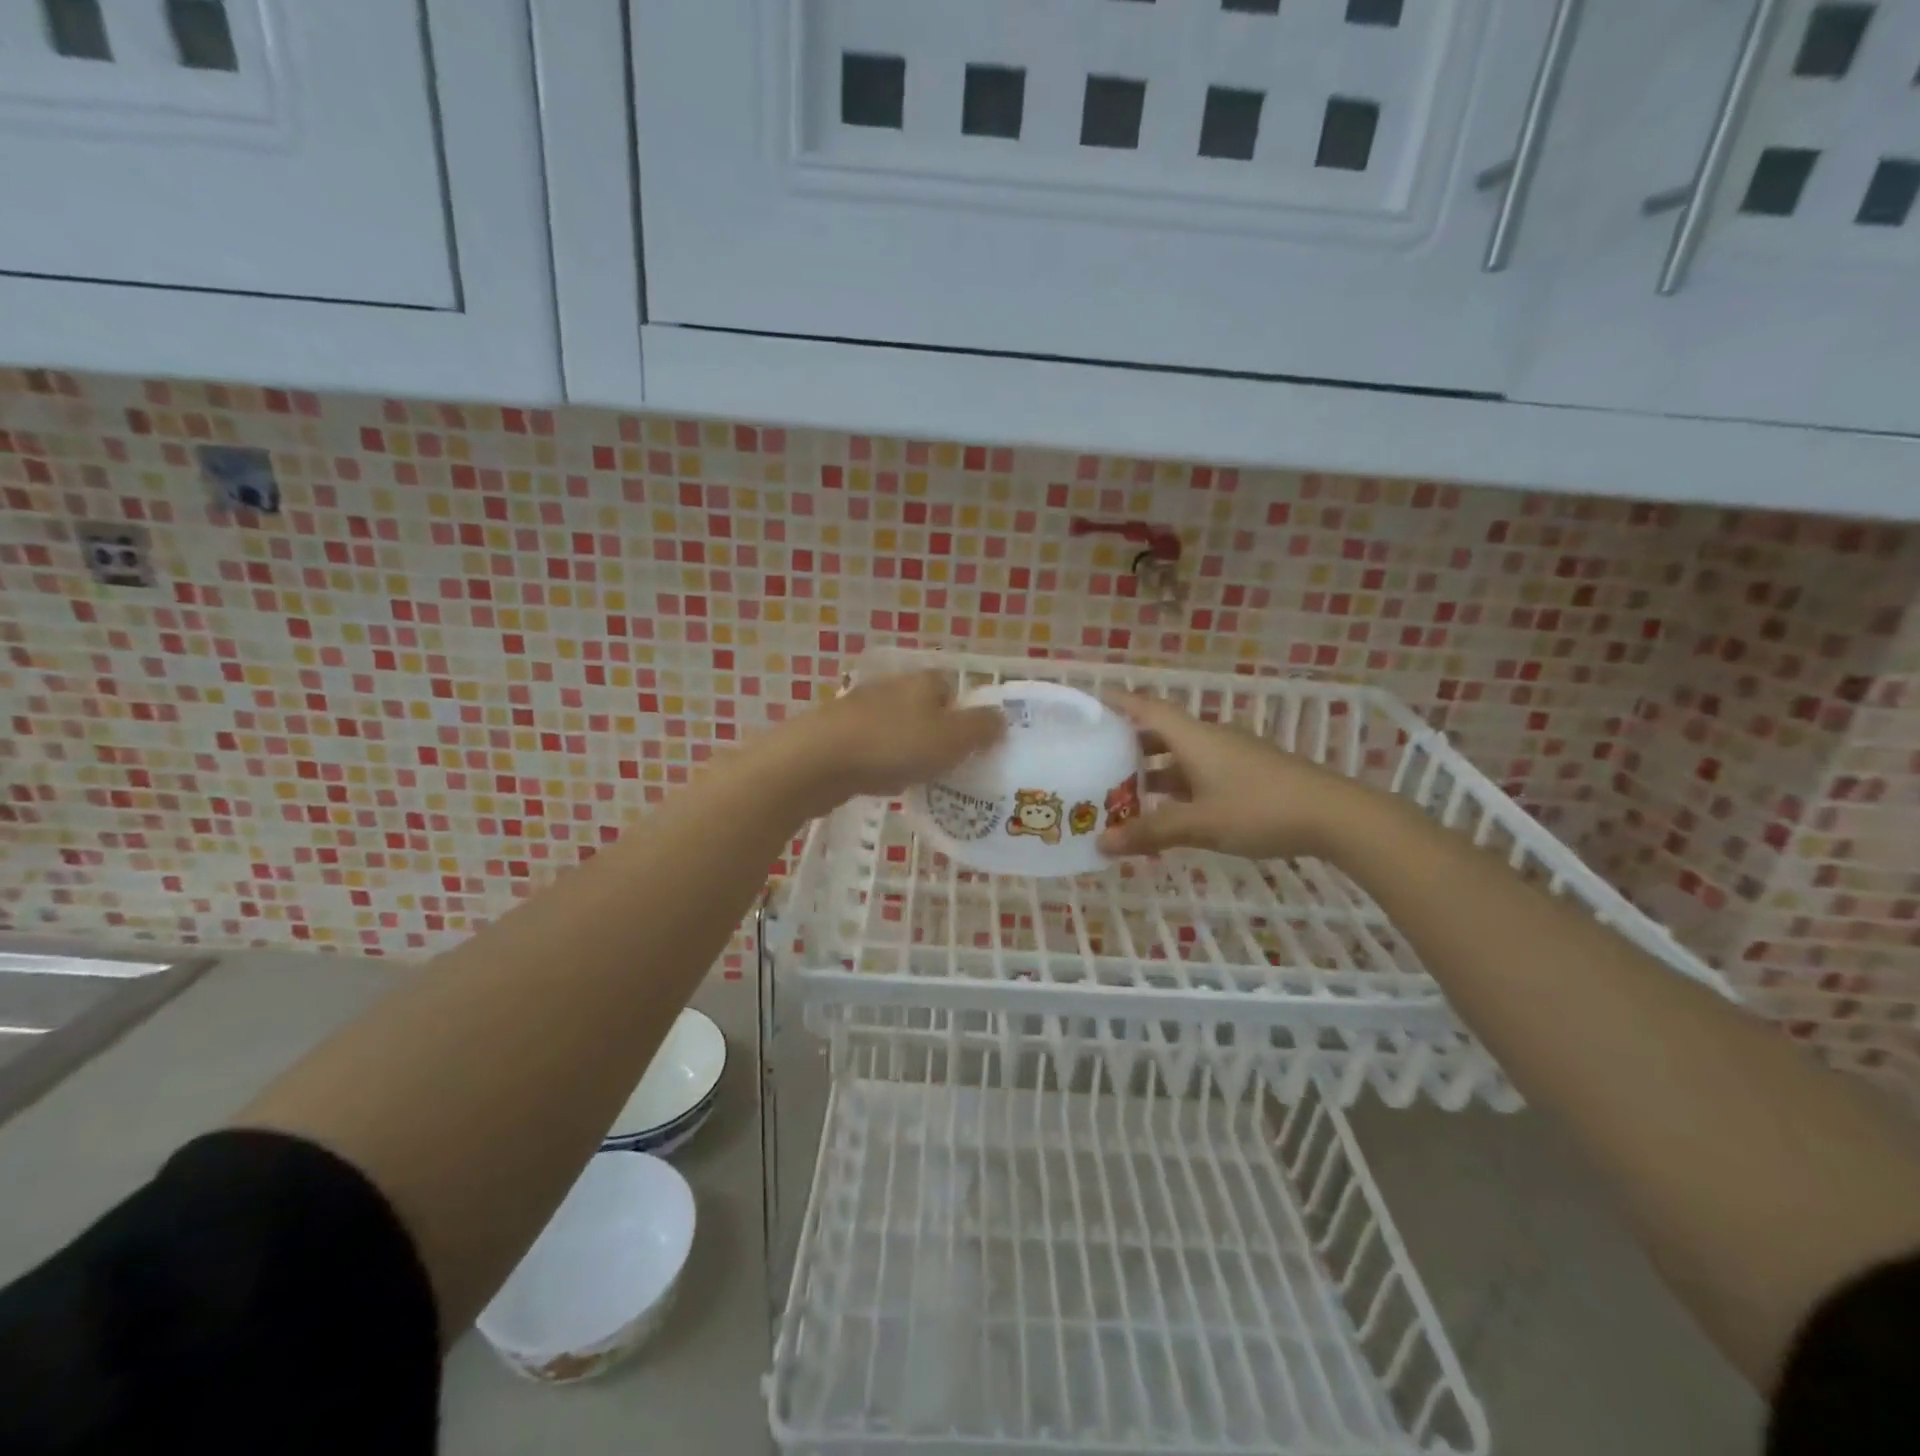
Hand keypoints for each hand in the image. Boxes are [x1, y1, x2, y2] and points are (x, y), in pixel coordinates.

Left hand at [777, 670, 1005, 816]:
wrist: (818, 760)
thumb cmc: (893, 745)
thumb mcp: (951, 739)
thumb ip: (980, 728)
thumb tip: (1001, 717)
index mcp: (923, 682)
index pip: (951, 688)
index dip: (964, 715)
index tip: (970, 746)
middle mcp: (892, 688)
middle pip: (924, 709)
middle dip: (936, 735)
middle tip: (949, 767)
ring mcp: (861, 710)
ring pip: (897, 729)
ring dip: (907, 750)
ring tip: (918, 780)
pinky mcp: (837, 734)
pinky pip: (872, 747)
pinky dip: (882, 763)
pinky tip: (883, 782)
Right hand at [1096, 691, 1368, 860]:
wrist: (1335, 816)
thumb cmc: (1260, 809)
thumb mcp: (1199, 823)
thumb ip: (1150, 832)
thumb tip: (1101, 843)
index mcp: (1194, 738)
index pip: (1147, 709)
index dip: (1118, 703)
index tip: (1090, 703)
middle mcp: (1210, 739)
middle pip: (1162, 733)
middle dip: (1129, 745)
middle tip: (1096, 759)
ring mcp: (1233, 756)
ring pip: (1182, 757)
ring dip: (1153, 771)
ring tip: (1123, 791)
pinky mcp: (1249, 774)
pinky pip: (1200, 773)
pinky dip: (1178, 787)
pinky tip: (1170, 812)